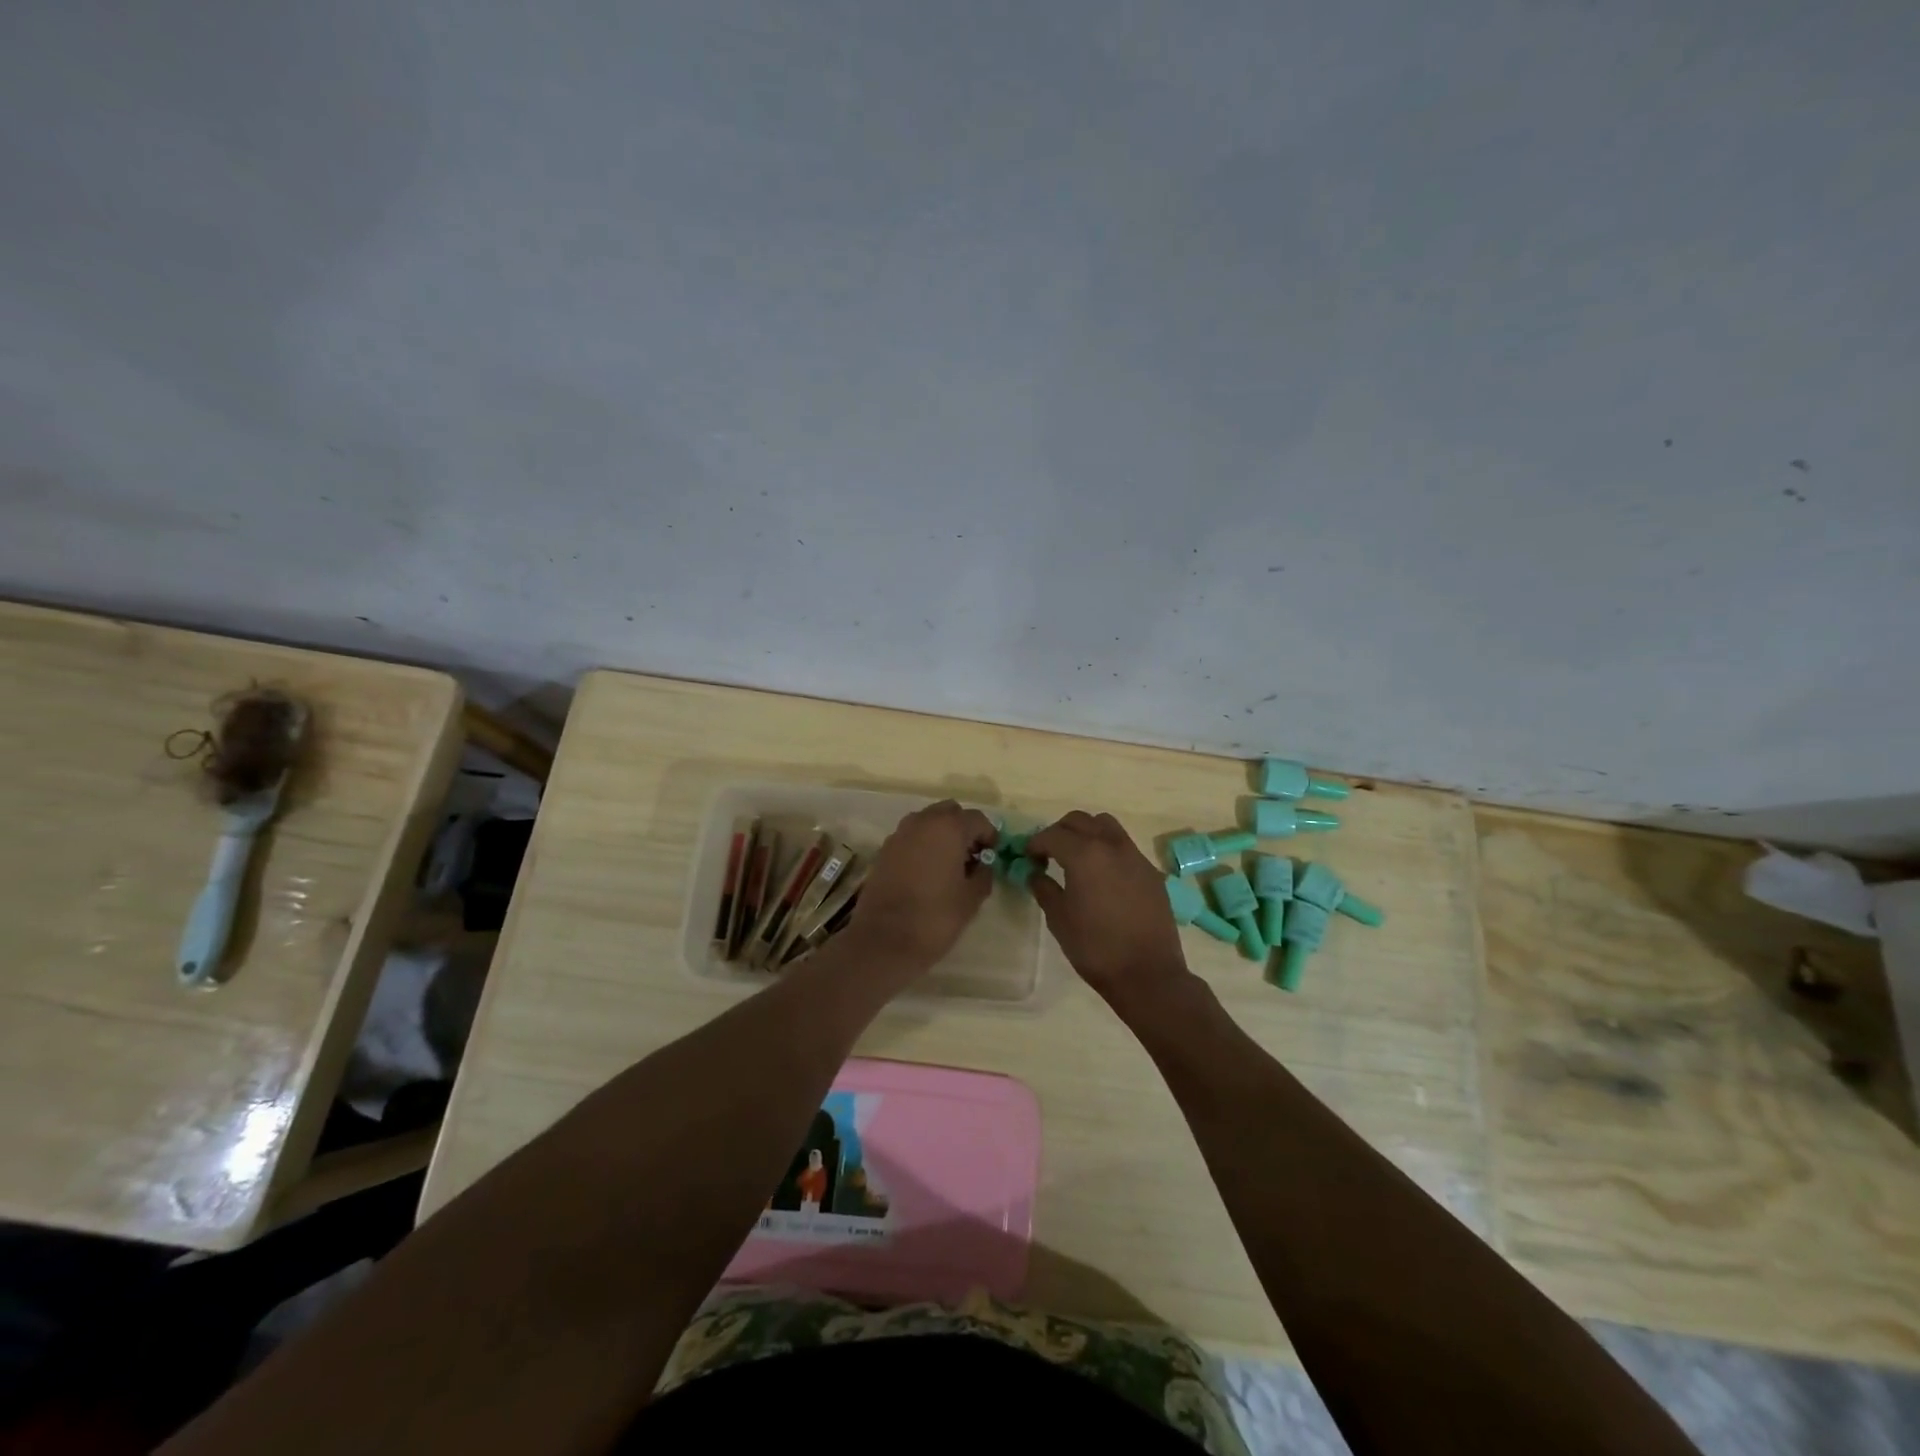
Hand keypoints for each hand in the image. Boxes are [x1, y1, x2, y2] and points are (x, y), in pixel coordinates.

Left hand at [846, 800, 999, 976]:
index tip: (993, 856)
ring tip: (950, 865)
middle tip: (972, 856)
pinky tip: (927, 872)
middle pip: (950, 812)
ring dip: (942, 835)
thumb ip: (983, 874)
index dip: (989, 836)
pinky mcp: (883, 850)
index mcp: (947, 827)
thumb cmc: (935, 917)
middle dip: (964, 829)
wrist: (884, 940)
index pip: (977, 819)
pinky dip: (923, 845)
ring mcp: (899, 834)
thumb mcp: (971, 898)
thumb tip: (983, 865)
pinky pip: (910, 838)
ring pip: (927, 822)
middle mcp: (921, 822)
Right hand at [1027, 811, 1189, 1008]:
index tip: (1028, 857)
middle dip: (1060, 831)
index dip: (1035, 843)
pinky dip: (1107, 849)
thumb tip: (1035, 874)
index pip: (1053, 835)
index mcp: (1084, 854)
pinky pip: (1124, 846)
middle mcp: (1111, 846)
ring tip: (1077, 857)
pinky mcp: (1151, 872)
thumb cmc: (1095, 947)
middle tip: (1049, 853)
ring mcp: (1135, 856)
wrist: (1147, 973)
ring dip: (1087, 833)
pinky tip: (1103, 876)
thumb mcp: (1059, 919)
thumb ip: (1044, 889)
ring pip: (1106, 826)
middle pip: (1080, 821)